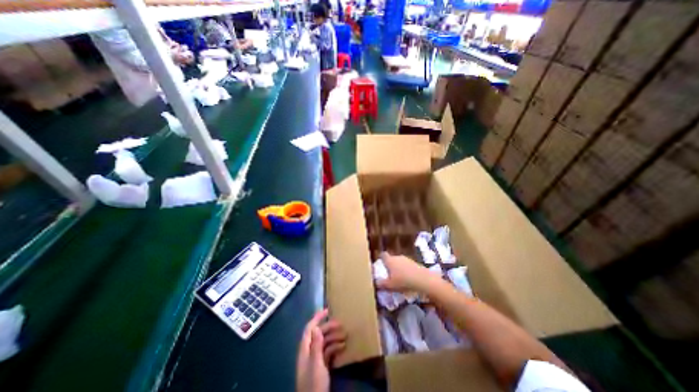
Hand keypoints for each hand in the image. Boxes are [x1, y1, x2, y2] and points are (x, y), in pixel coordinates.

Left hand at [298, 309, 345, 391]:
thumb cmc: (314, 385)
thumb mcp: (316, 365)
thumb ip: (316, 346)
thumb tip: (316, 327)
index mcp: (305, 350)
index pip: (309, 329)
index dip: (317, 318)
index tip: (327, 310)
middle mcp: (309, 352)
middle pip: (318, 335)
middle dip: (329, 327)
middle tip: (341, 324)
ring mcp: (314, 360)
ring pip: (324, 343)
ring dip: (334, 337)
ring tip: (345, 335)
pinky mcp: (320, 367)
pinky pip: (327, 352)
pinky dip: (335, 348)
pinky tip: (343, 347)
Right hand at [374, 251, 434, 292]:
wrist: (423, 279)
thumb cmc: (403, 281)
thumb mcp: (390, 285)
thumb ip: (381, 284)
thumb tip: (375, 283)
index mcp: (389, 260)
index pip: (383, 255)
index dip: (381, 258)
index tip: (380, 264)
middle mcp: (397, 257)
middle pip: (391, 258)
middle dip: (390, 265)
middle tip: (388, 274)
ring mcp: (406, 259)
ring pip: (399, 262)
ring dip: (398, 268)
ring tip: (398, 278)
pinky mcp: (414, 262)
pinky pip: (407, 266)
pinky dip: (405, 271)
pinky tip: (407, 279)